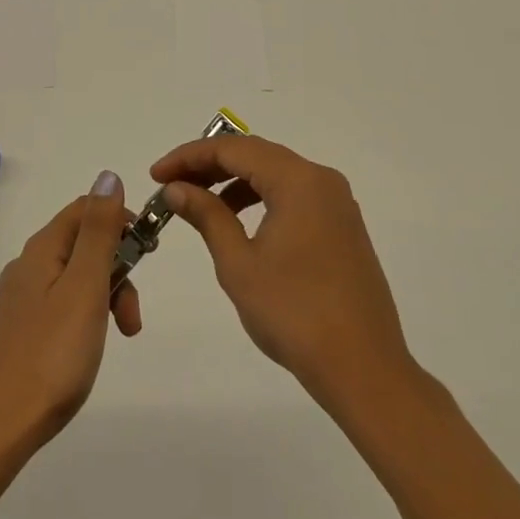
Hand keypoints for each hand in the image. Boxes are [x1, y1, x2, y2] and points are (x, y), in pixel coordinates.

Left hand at [0, 173, 141, 459]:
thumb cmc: (51, 357)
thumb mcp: (85, 288)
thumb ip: (99, 233)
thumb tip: (107, 176)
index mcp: (41, 251)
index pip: (84, 209)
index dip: (120, 221)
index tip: (146, 254)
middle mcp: (23, 268)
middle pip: (79, 247)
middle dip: (116, 271)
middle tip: (132, 319)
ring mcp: (13, 302)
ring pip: (69, 281)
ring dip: (101, 299)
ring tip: (114, 340)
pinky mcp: (10, 334)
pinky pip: (54, 308)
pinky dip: (79, 320)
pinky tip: (80, 353)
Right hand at [153, 137, 416, 418]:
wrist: (363, 369)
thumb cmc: (294, 313)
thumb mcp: (238, 263)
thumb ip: (207, 216)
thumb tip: (176, 188)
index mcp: (298, 180)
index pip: (233, 149)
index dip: (189, 156)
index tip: (156, 175)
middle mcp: (321, 180)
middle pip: (256, 155)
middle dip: (209, 165)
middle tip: (170, 184)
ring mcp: (337, 203)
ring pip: (275, 173)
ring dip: (233, 181)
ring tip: (198, 203)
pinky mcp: (342, 227)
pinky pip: (293, 195)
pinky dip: (260, 198)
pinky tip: (237, 221)